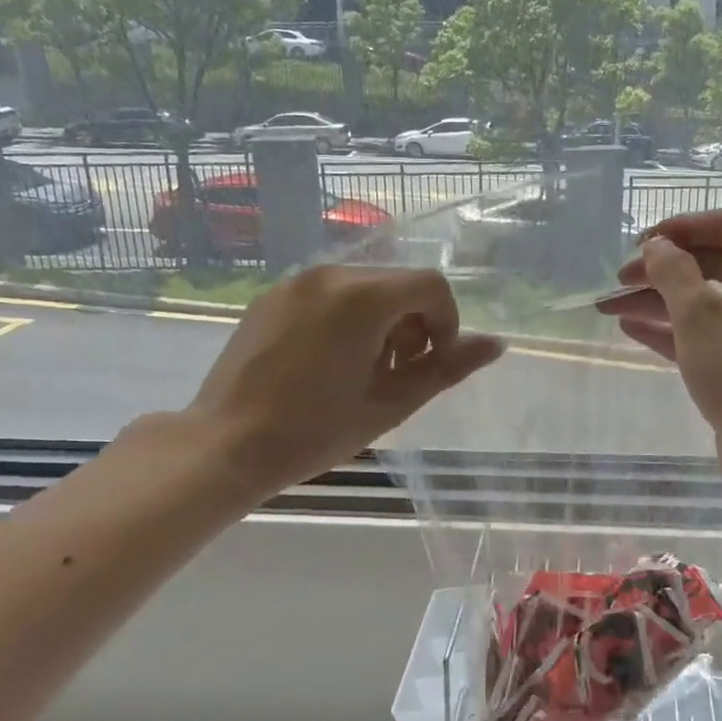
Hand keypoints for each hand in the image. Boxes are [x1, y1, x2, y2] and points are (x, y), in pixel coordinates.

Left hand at [186, 265, 503, 500]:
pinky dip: (347, 317)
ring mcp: (295, 283)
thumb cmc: (313, 431)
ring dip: (382, 320)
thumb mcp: (390, 404)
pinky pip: (328, 294)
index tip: (432, 364)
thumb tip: (497, 344)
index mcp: (361, 297)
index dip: (446, 323)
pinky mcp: (272, 296)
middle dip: (414, 323)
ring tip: (363, 370)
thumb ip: (446, 369)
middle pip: (398, 283)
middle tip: (397, 373)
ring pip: (364, 287)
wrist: (224, 445)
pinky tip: (328, 362)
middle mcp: (329, 275)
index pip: (431, 286)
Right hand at [600, 211, 721, 498]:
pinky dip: (673, 329)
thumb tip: (657, 245)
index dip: (680, 227)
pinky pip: (709, 334)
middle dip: (662, 268)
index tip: (641, 242)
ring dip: (659, 300)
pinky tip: (631, 329)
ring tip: (610, 305)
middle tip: (619, 278)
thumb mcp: (700, 316)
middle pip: (713, 262)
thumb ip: (673, 272)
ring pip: (707, 301)